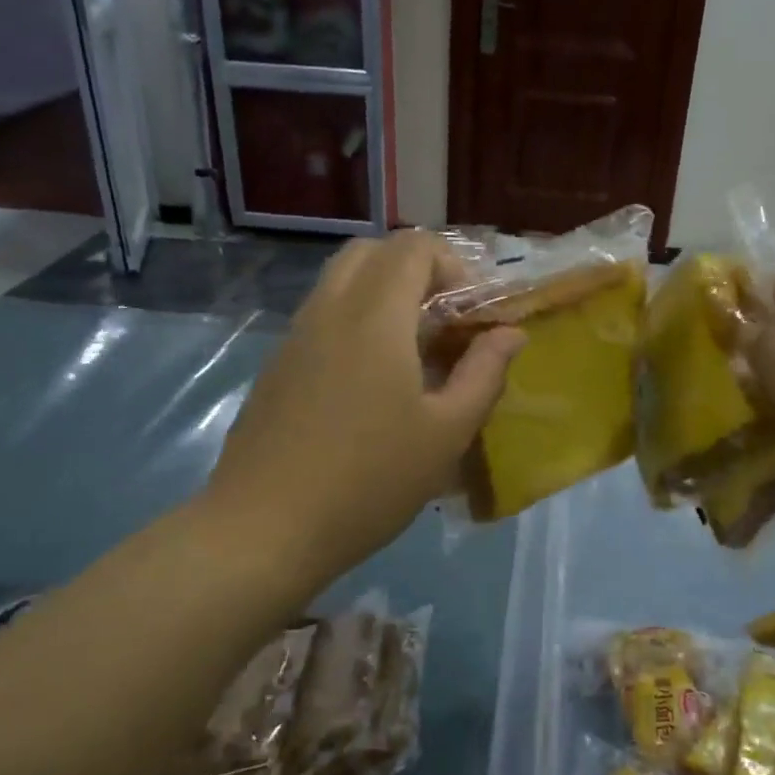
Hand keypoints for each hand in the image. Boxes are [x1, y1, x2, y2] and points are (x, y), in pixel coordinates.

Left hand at [203, 230, 524, 583]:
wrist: (265, 528)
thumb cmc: (370, 481)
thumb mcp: (446, 433)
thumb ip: (484, 374)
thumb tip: (510, 333)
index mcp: (375, 316)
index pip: (414, 246)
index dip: (453, 265)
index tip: (472, 314)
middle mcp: (329, 309)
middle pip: (372, 250)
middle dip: (416, 270)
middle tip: (443, 321)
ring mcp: (295, 335)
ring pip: (341, 280)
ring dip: (383, 294)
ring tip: (412, 351)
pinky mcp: (277, 364)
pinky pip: (322, 314)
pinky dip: (354, 319)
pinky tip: (370, 382)